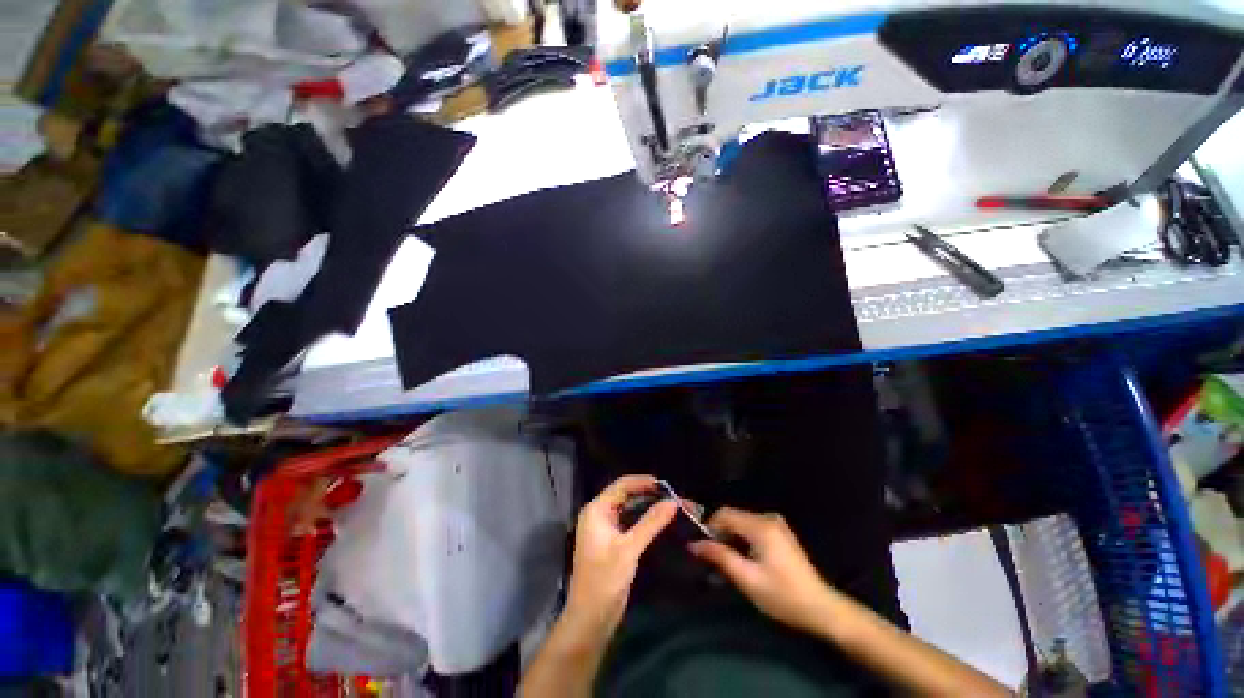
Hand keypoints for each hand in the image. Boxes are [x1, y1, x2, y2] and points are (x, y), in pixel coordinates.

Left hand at [564, 475, 677, 638]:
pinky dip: (645, 521)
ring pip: (630, 509)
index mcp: (596, 510)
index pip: (622, 485)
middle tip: (675, 497)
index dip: (644, 482)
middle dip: (650, 495)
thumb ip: (651, 523)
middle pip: (626, 495)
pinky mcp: (612, 542)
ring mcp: (605, 529)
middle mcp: (599, 514)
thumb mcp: (629, 549)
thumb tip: (673, 502)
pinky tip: (662, 522)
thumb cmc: (604, 580)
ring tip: (673, 507)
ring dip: (650, 508)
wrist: (589, 620)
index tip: (668, 485)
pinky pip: (631, 523)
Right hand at [689, 507, 834, 632]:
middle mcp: (768, 518)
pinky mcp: (780, 531)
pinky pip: (752, 527)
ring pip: (741, 522)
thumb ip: (720, 557)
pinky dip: (743, 539)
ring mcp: (776, 523)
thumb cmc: (782, 596)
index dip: (709, 527)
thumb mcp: (747, 579)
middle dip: (720, 534)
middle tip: (714, 559)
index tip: (702, 548)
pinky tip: (745, 559)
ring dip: (731, 537)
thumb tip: (694, 544)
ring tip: (728, 562)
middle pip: (733, 516)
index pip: (724, 514)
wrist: (820, 608)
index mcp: (760, 526)